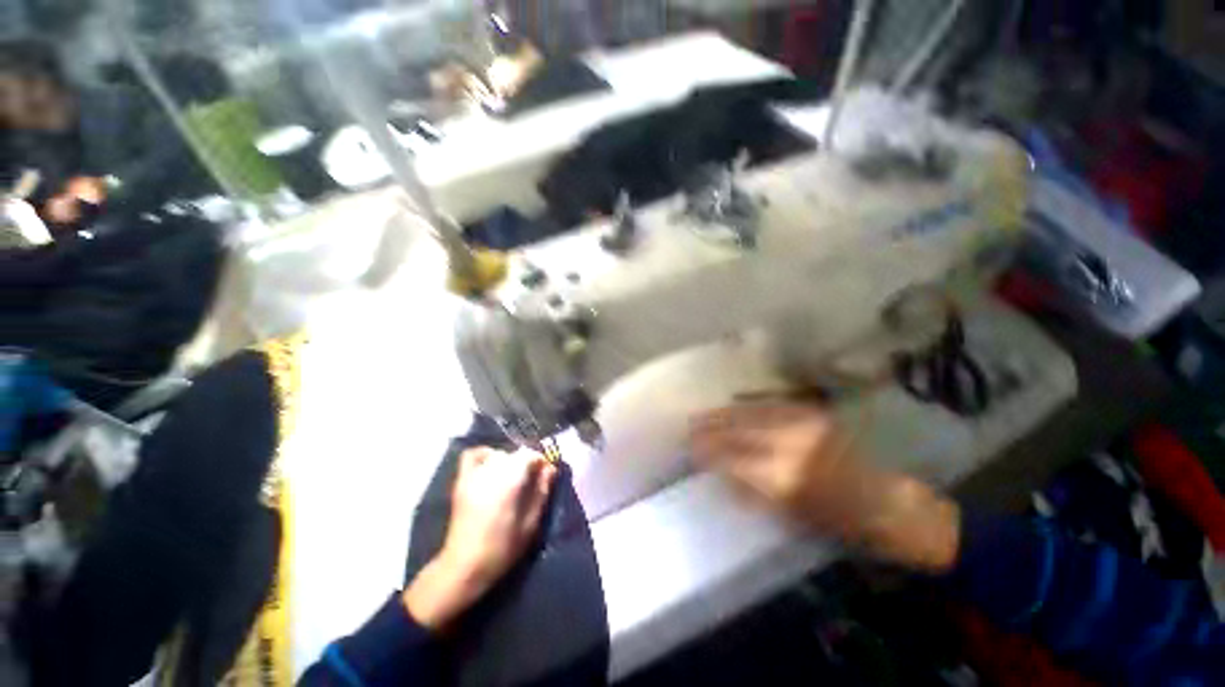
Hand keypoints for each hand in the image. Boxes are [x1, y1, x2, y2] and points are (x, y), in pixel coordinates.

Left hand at [403, 448, 556, 629]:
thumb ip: (542, 492)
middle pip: (514, 454)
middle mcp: (491, 472)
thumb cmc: (502, 549)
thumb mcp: (531, 524)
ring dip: (508, 461)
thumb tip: (550, 469)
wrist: (464, 567)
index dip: (540, 460)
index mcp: (509, 482)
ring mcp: (473, 475)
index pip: (529, 454)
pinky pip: (472, 455)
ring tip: (512, 477)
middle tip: (532, 479)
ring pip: (497, 454)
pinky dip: (484, 455)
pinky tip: (491, 466)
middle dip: (526, 462)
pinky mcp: (461, 481)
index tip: (546, 473)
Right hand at [690, 403, 960, 572]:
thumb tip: (722, 474)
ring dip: (725, 412)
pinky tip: (736, 402)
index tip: (689, 448)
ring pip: (751, 412)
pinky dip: (749, 403)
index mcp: (783, 477)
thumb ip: (752, 492)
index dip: (706, 451)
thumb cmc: (842, 524)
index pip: (730, 457)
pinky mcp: (814, 414)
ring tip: (705, 412)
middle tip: (689, 425)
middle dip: (709, 426)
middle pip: (737, 429)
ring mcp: (803, 424)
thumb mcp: (791, 517)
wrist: (893, 505)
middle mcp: (790, 444)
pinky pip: (771, 404)